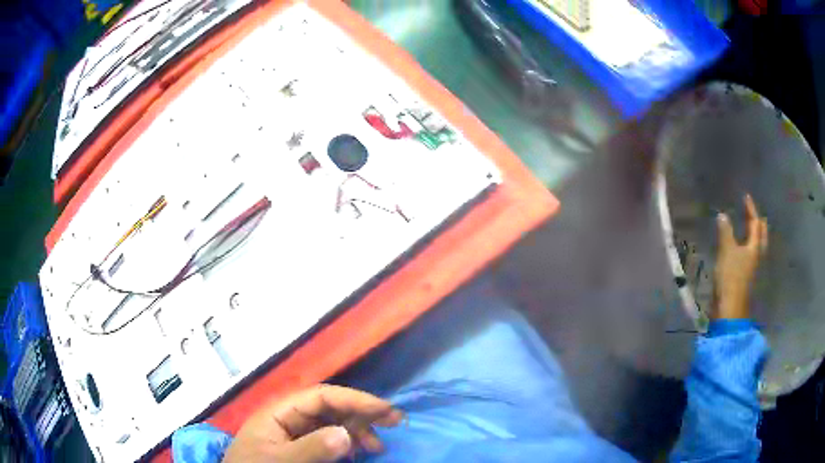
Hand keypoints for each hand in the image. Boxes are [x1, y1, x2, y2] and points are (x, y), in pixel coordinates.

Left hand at [222, 385, 403, 462]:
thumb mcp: (281, 461)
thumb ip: (310, 449)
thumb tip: (346, 434)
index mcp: (278, 412)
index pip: (320, 396)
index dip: (354, 399)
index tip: (384, 409)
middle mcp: (289, 418)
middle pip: (330, 407)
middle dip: (361, 412)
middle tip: (395, 421)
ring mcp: (295, 434)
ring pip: (332, 423)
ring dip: (357, 430)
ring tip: (377, 446)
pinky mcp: (300, 448)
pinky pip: (328, 439)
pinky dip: (347, 444)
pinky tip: (359, 452)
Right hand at [713, 194, 767, 319]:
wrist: (731, 310)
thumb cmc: (731, 278)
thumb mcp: (726, 252)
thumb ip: (725, 232)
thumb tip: (723, 215)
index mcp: (755, 247)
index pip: (755, 223)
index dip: (751, 209)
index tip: (745, 197)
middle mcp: (759, 255)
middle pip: (761, 235)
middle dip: (758, 222)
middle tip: (751, 213)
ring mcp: (755, 268)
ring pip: (759, 246)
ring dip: (756, 235)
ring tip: (749, 228)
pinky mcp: (749, 277)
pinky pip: (753, 255)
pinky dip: (750, 246)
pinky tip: (744, 248)